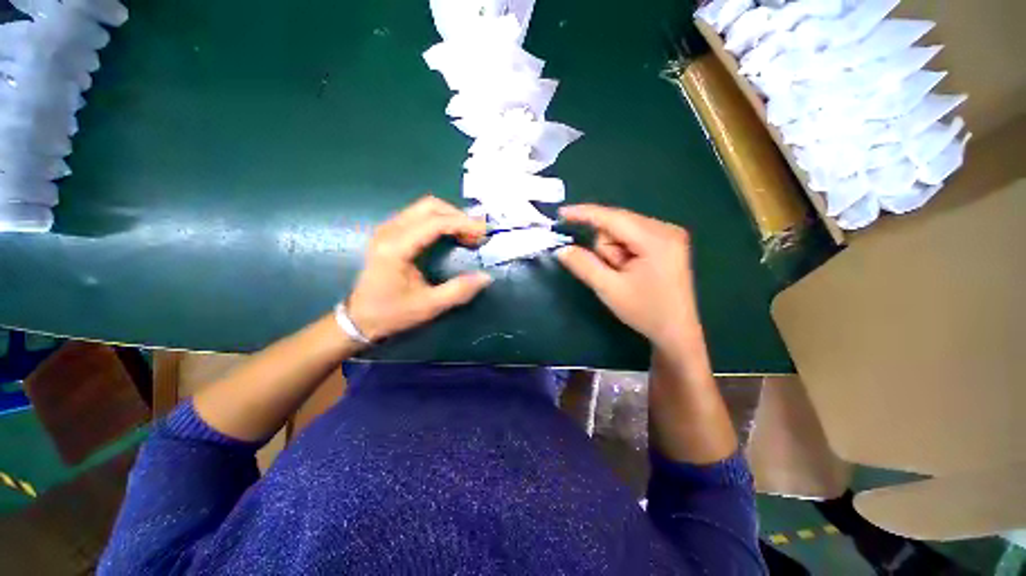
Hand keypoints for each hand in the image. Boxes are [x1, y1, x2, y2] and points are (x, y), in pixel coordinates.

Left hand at [345, 196, 491, 342]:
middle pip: (429, 206)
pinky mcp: (389, 233)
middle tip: (477, 233)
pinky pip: (419, 215)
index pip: (434, 223)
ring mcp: (387, 229)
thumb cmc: (392, 313)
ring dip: (450, 216)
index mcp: (396, 248)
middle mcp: (389, 231)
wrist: (359, 318)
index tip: (484, 231)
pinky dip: (440, 220)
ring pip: (424, 208)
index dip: (463, 223)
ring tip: (469, 234)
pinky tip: (451, 234)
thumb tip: (486, 277)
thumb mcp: (429, 306)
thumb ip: (459, 291)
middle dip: (458, 216)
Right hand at [556, 204, 701, 352]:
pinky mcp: (667, 242)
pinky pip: (632, 237)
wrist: (676, 332)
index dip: (585, 213)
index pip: (613, 217)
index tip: (561, 214)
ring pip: (623, 231)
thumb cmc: (645, 312)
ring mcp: (669, 234)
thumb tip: (562, 249)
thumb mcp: (609, 289)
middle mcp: (666, 229)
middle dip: (606, 247)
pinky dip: (623, 252)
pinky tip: (631, 270)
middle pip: (618, 224)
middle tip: (613, 272)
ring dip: (614, 252)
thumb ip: (584, 265)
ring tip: (624, 275)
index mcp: (656, 239)